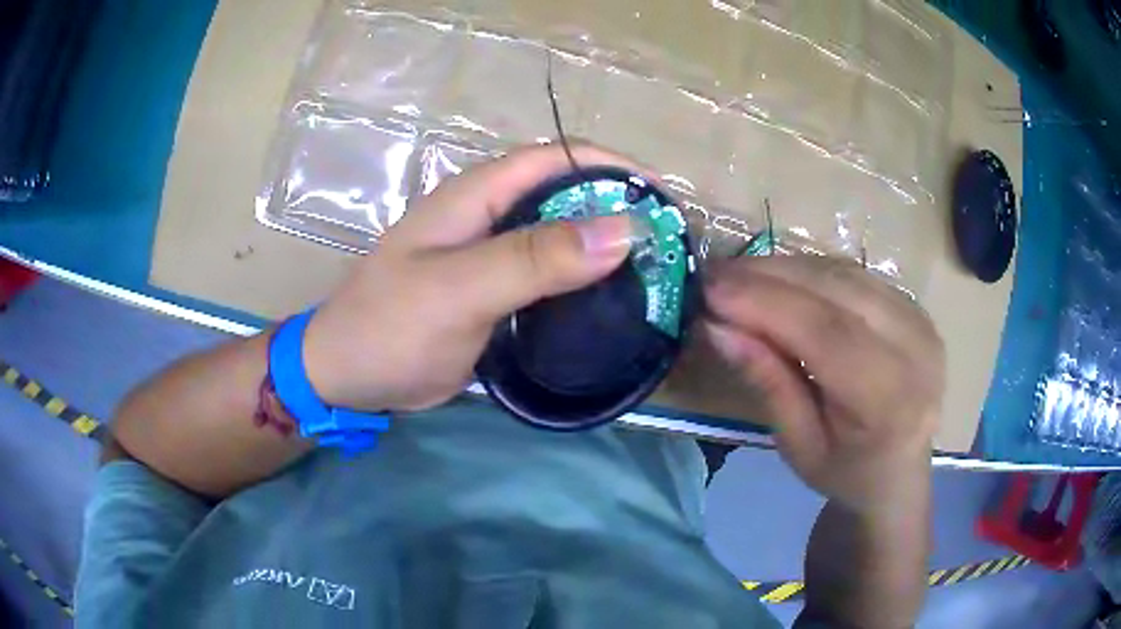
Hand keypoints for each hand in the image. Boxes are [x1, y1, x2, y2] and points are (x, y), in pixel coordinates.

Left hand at [301, 143, 637, 411]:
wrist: (347, 376)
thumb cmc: (390, 327)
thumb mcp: (458, 290)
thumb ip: (534, 259)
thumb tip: (623, 229)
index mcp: (476, 196)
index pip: (556, 158)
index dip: (611, 167)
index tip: (662, 198)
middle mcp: (489, 215)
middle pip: (565, 195)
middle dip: (618, 209)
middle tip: (668, 243)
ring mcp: (492, 256)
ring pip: (561, 237)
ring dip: (605, 249)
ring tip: (655, 272)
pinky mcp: (495, 292)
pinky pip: (550, 276)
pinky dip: (583, 283)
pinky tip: (613, 302)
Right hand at [702, 255, 944, 512]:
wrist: (899, 468)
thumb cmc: (846, 471)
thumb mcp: (798, 446)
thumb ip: (768, 383)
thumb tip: (717, 328)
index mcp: (891, 401)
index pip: (827, 334)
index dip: (766, 304)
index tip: (710, 290)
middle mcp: (916, 349)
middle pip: (837, 292)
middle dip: (769, 277)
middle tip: (714, 275)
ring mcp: (920, 320)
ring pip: (845, 274)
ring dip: (787, 268)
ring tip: (738, 276)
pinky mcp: (915, 305)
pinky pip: (856, 274)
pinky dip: (811, 271)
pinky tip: (778, 279)